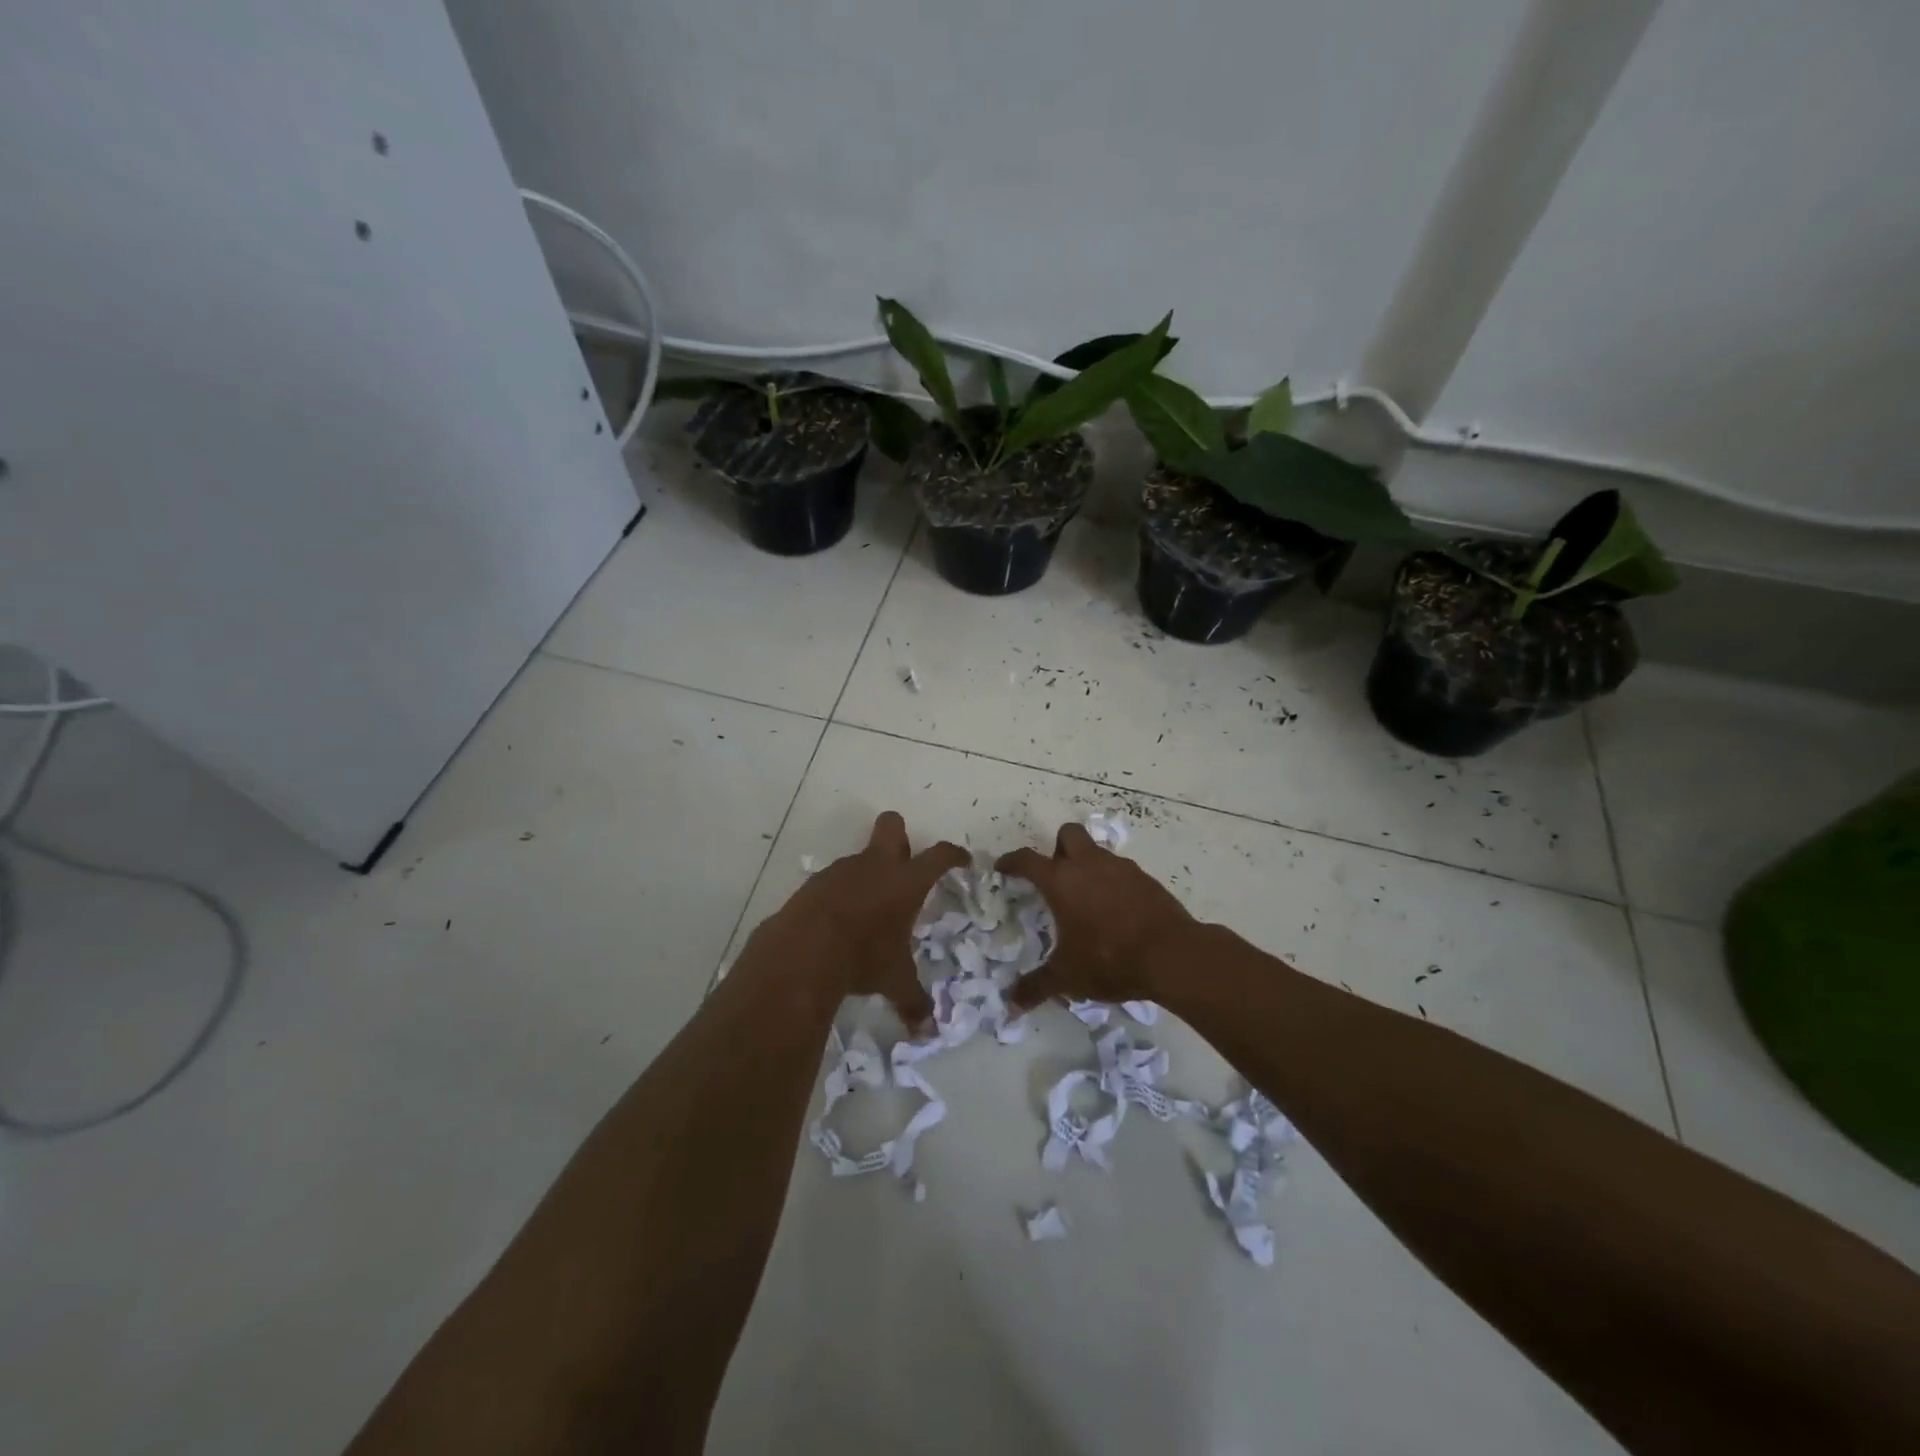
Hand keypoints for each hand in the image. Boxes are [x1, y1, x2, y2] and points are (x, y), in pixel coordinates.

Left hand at [761, 812, 967, 1031]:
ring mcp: (842, 870)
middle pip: (892, 824)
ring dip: (869, 874)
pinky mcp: (814, 882)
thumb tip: (927, 1029)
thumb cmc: (863, 957)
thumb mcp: (894, 981)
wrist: (803, 950)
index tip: (961, 860)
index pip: (939, 855)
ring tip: (869, 910)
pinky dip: (842, 894)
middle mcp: (876, 865)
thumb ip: (913, 1001)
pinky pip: (835, 880)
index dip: (953, 855)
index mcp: (906, 881)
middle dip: (901, 835)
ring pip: (861, 857)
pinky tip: (839, 923)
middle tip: (904, 862)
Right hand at [997, 822, 1195, 1009]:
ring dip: (1088, 865)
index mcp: (1061, 881)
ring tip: (1087, 898)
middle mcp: (1089, 865)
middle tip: (1056, 876)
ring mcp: (1121, 868)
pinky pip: (1122, 871)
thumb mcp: (1067, 977)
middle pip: (1068, 834)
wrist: (1171, 955)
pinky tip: (1116, 911)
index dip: (1012, 862)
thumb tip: (1011, 1004)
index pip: (1027, 860)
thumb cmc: (1109, 959)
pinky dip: (1113, 882)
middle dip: (1058, 848)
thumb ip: (1036, 987)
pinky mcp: (1146, 879)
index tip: (1003, 868)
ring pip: (1097, 851)